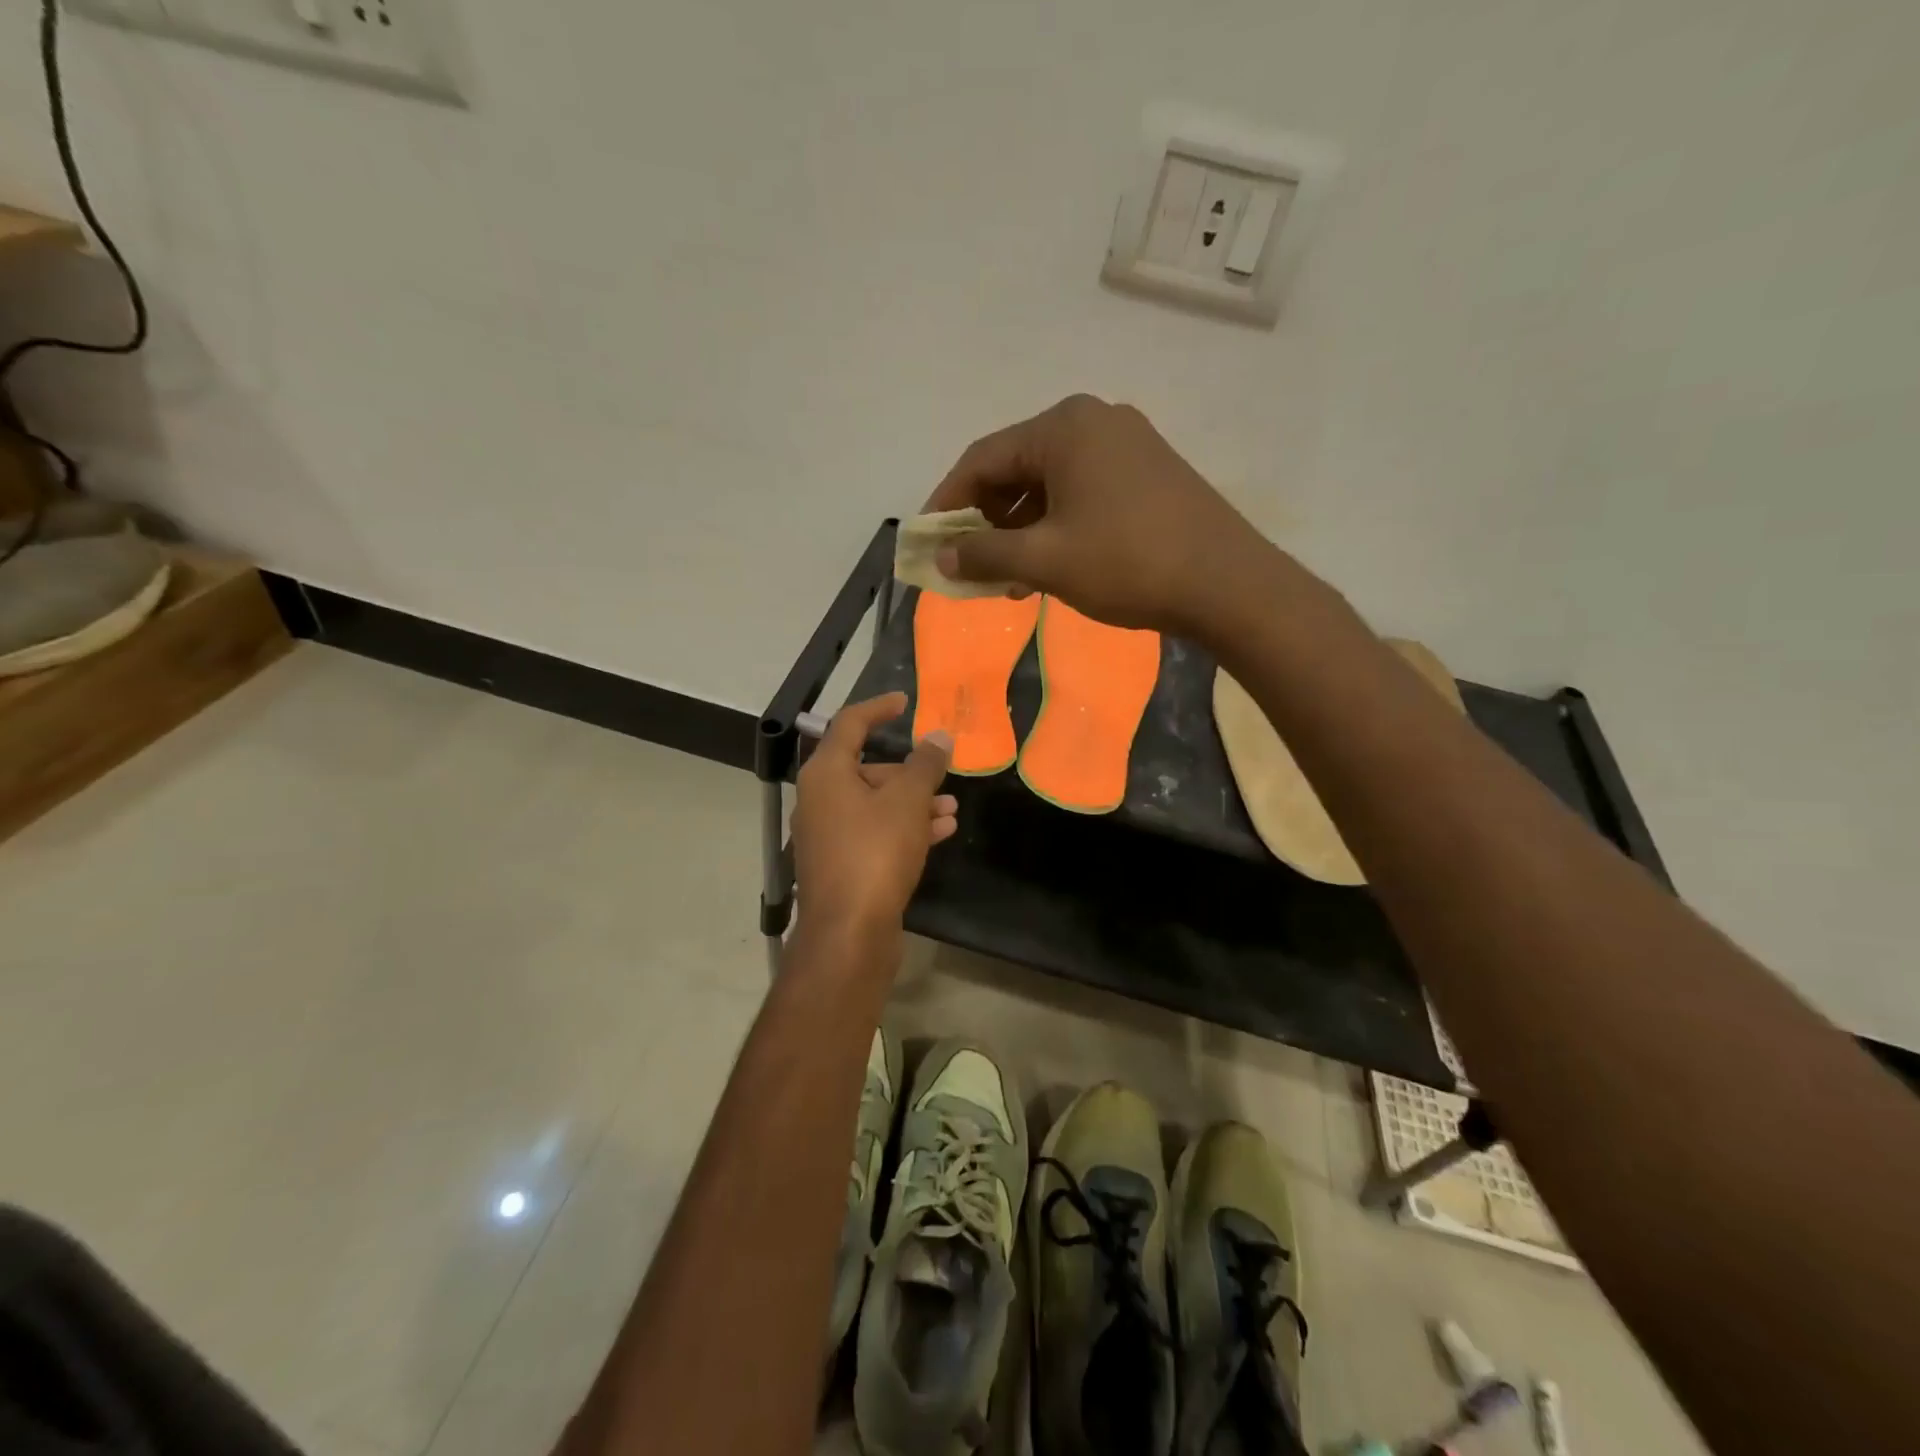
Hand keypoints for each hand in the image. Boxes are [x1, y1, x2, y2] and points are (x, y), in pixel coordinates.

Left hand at [793, 693, 956, 938]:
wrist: (849, 933)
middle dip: (909, 771)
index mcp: (826, 773)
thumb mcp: (908, 802)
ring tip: (951, 811)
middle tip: (942, 775)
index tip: (905, 703)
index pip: (850, 724)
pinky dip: (904, 828)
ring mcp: (828, 834)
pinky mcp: (841, 864)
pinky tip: (939, 834)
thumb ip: (925, 765)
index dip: (878, 709)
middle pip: (866, 769)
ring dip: (913, 803)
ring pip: (875, 805)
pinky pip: (875, 833)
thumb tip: (938, 737)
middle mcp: (820, 799)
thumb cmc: (875, 853)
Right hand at [925, 394, 1274, 636]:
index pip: (982, 459)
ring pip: (1050, 485)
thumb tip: (941, 556)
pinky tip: (1050, 567)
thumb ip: (984, 555)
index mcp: (1063, 427)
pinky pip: (1082, 493)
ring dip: (1021, 531)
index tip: (929, 541)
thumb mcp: (1045, 561)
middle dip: (987, 521)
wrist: (1227, 584)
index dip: (948, 503)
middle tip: (972, 566)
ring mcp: (1127, 445)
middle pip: (1016, 468)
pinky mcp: (1148, 472)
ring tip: (1009, 580)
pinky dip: (1056, 527)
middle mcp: (1094, 421)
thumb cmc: (1127, 563)